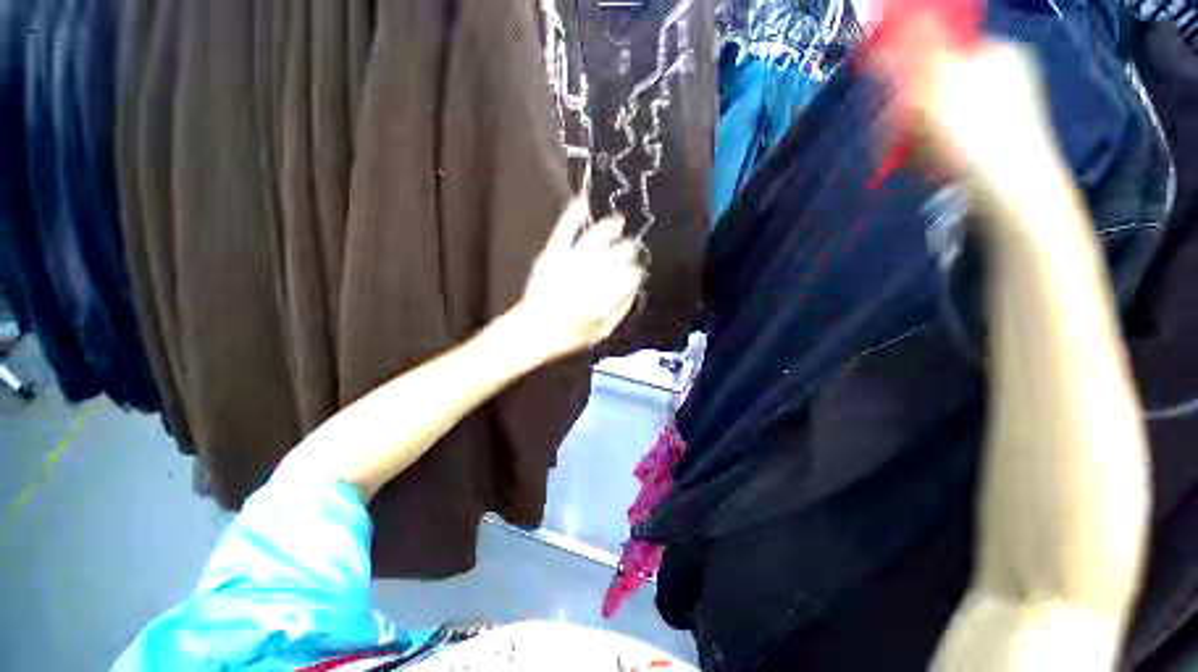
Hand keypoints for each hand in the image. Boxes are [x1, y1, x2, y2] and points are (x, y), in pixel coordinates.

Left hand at [509, 197, 645, 360]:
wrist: (533, 329)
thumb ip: (622, 309)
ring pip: (597, 237)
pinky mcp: (553, 255)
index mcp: (605, 297)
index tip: (636, 272)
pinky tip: (584, 202)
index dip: (636, 272)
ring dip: (611, 227)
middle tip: (630, 249)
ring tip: (617, 221)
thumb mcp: (603, 331)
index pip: (630, 276)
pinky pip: (566, 229)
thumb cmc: (570, 335)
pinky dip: (574, 213)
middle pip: (619, 253)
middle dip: (628, 250)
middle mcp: (590, 278)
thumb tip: (636, 287)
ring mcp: (570, 263)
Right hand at [882, 29, 1078, 229]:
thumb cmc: (978, 138)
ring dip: (919, 135)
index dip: (909, 73)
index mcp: (995, 51)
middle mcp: (1002, 72)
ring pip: (940, 112)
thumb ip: (912, 59)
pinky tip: (936, 164)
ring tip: (923, 157)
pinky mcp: (995, 138)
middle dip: (912, 111)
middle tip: (906, 137)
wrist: (1014, 195)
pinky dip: (935, 148)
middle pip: (936, 82)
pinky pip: (951, 134)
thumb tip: (883, 41)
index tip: (895, 101)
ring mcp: (1002, 107)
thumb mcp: (939, 89)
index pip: (938, 48)